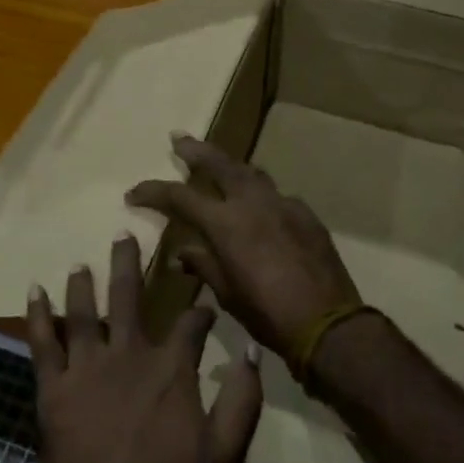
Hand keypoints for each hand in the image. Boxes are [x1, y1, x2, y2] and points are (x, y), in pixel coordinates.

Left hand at [26, 233, 262, 462]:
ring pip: (84, 311)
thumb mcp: (223, 456)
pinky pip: (42, 342)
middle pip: (129, 296)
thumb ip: (241, 401)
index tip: (204, 304)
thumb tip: (253, 353)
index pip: (189, 323)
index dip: (199, 310)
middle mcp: (128, 354)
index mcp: (170, 368)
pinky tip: (33, 291)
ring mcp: (87, 368)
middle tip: (124, 234)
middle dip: (129, 263)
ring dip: (83, 283)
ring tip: (81, 263)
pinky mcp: (54, 388)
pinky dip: (37, 314)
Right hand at [126, 135, 359, 362]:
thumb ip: (203, 265)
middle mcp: (252, 203)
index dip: (154, 191)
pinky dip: (260, 195)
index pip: (180, 196)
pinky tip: (259, 207)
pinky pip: (277, 196)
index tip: (134, 193)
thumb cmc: (269, 314)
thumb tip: (181, 253)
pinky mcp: (305, 214)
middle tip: (178, 138)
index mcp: (226, 223)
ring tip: (217, 162)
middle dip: (195, 150)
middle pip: (219, 163)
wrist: (328, 324)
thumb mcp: (227, 294)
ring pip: (251, 172)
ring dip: (230, 165)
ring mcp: (282, 204)